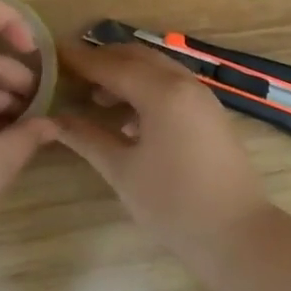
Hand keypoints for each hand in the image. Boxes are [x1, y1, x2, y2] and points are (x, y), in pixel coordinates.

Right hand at [55, 40, 267, 247]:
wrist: (238, 235)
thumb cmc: (174, 204)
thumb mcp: (122, 171)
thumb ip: (86, 137)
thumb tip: (53, 119)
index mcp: (161, 92)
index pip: (111, 66)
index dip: (80, 60)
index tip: (52, 55)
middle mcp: (183, 83)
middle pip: (135, 57)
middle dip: (102, 61)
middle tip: (70, 73)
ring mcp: (201, 96)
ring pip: (155, 68)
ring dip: (125, 73)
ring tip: (94, 96)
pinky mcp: (209, 112)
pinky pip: (171, 84)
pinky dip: (145, 87)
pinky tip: (127, 115)